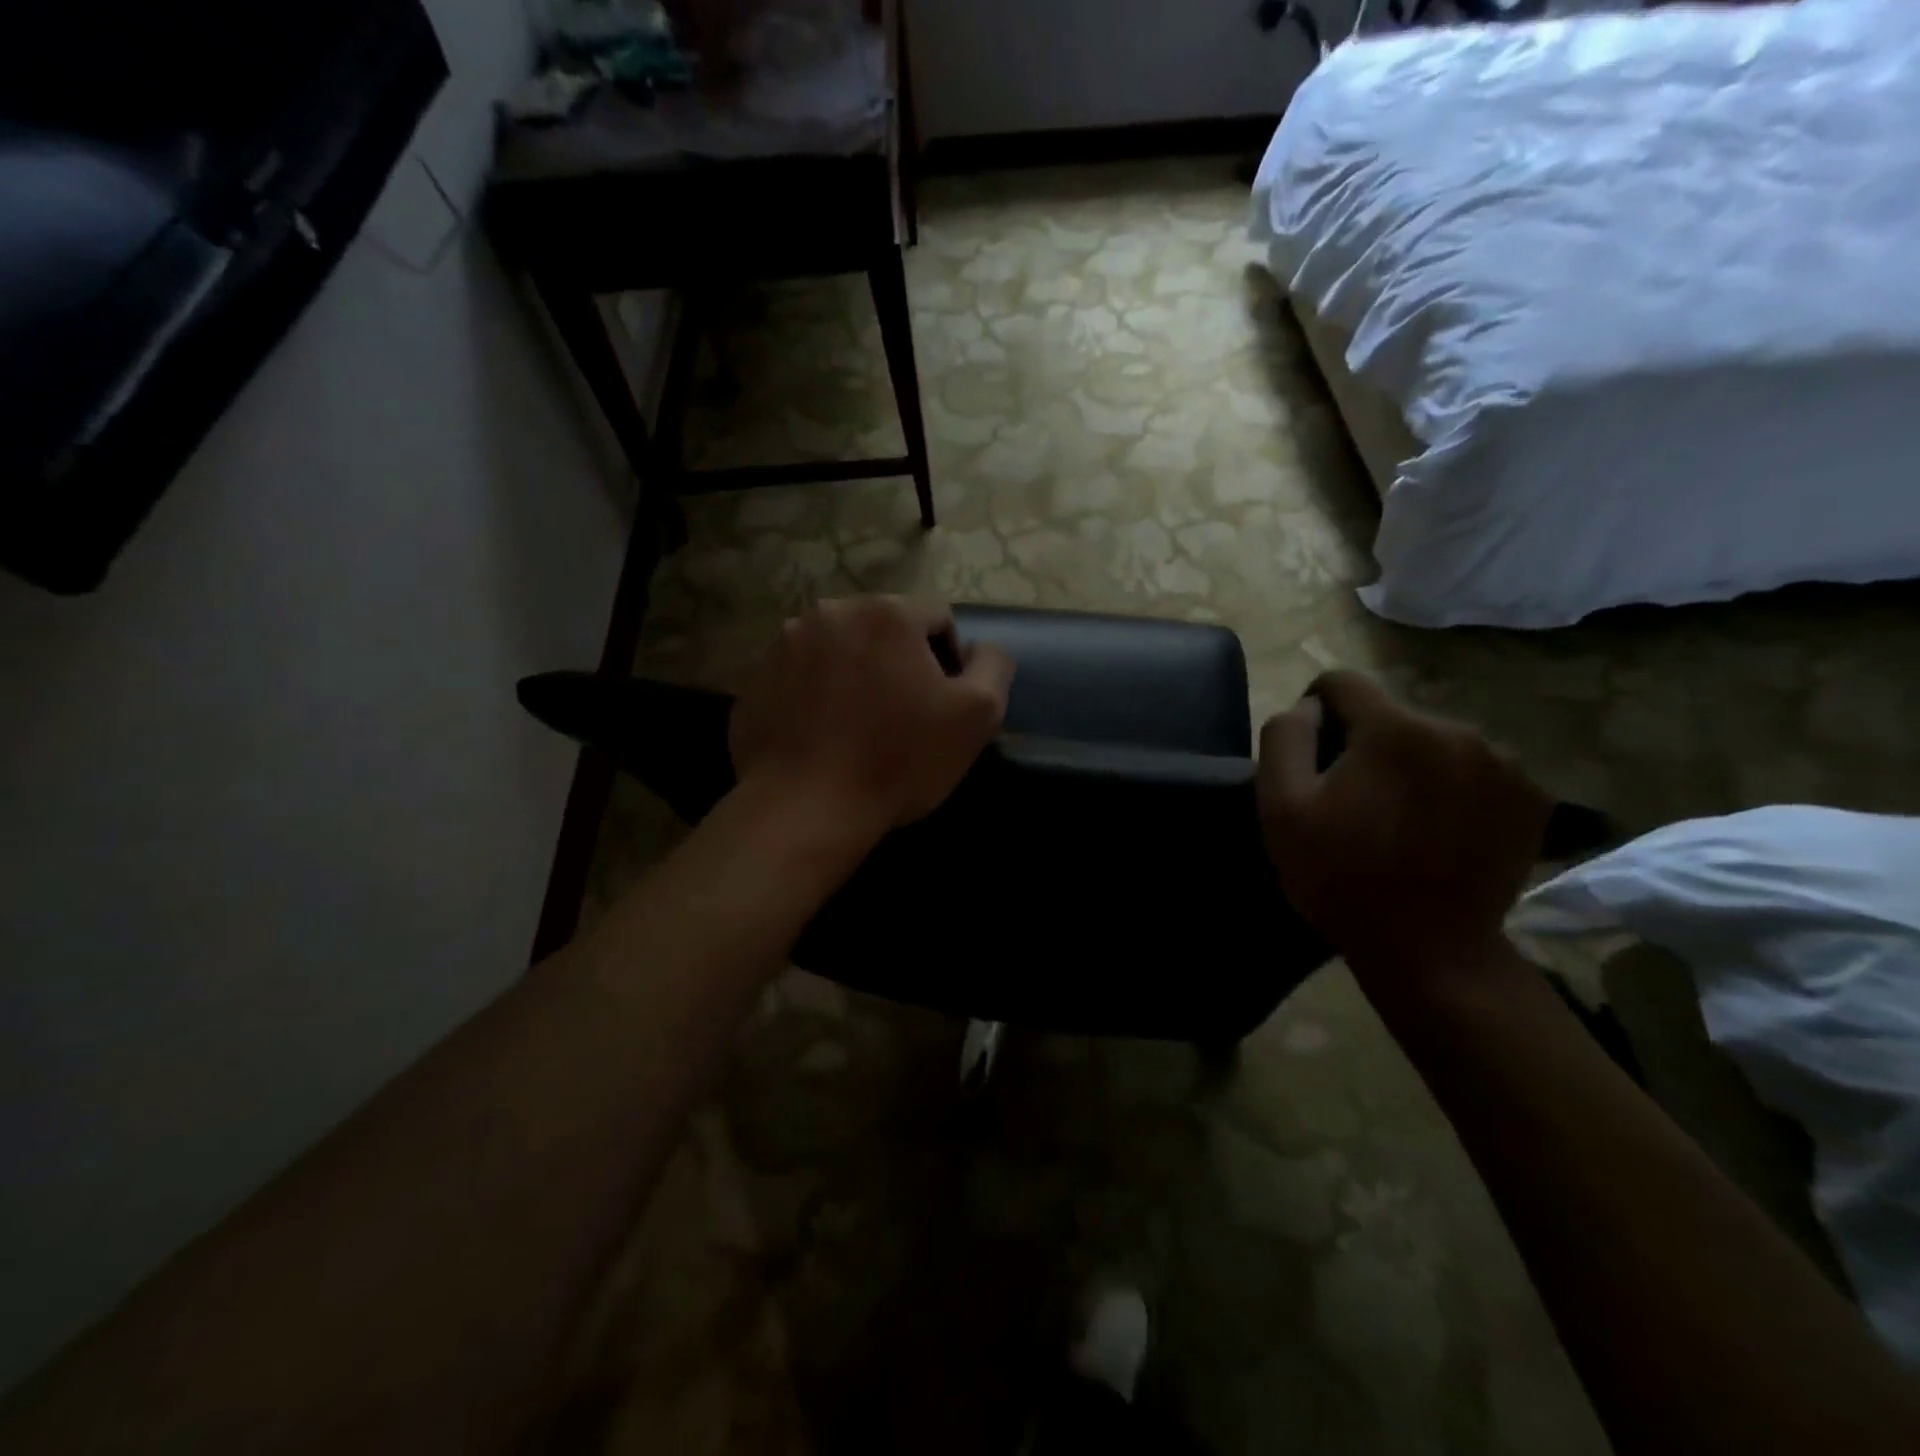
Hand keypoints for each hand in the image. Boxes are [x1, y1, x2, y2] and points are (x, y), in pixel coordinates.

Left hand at [730, 596, 1014, 836]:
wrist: (805, 808)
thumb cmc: (898, 760)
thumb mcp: (977, 716)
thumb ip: (993, 666)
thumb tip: (980, 649)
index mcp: (887, 613)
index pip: (937, 615)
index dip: (948, 657)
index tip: (940, 702)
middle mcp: (832, 612)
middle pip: (884, 626)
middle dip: (899, 660)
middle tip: (900, 713)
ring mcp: (786, 642)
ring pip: (840, 646)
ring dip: (856, 670)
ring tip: (857, 723)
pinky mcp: (757, 675)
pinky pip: (802, 672)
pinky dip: (817, 691)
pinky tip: (822, 732)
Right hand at [1256, 671, 1551, 989]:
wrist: (1430, 951)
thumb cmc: (1341, 877)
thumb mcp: (1280, 808)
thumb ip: (1284, 738)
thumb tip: (1308, 706)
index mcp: (1393, 730)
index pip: (1342, 683)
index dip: (1315, 711)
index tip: (1313, 757)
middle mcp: (1456, 731)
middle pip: (1390, 714)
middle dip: (1366, 744)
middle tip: (1353, 800)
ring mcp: (1504, 763)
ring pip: (1434, 740)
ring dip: (1411, 764)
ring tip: (1399, 818)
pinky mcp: (1532, 795)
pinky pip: (1474, 768)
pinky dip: (1453, 787)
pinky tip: (1440, 829)